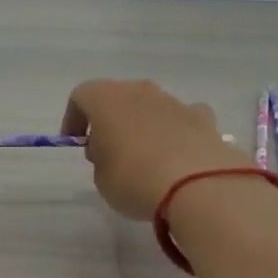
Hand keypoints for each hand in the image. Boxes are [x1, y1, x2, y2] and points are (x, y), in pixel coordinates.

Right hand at [61, 79, 248, 219]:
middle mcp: (140, 91)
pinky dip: (177, 131)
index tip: (76, 142)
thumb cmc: (134, 179)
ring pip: (151, 106)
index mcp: (106, 98)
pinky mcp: (203, 118)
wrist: (198, 186)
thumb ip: (101, 159)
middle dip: (110, 120)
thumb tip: (112, 151)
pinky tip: (179, 156)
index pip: (81, 96)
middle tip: (108, 151)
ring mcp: (174, 101)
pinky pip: (182, 118)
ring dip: (143, 125)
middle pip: (117, 97)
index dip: (73, 118)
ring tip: (145, 158)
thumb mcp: (101, 178)